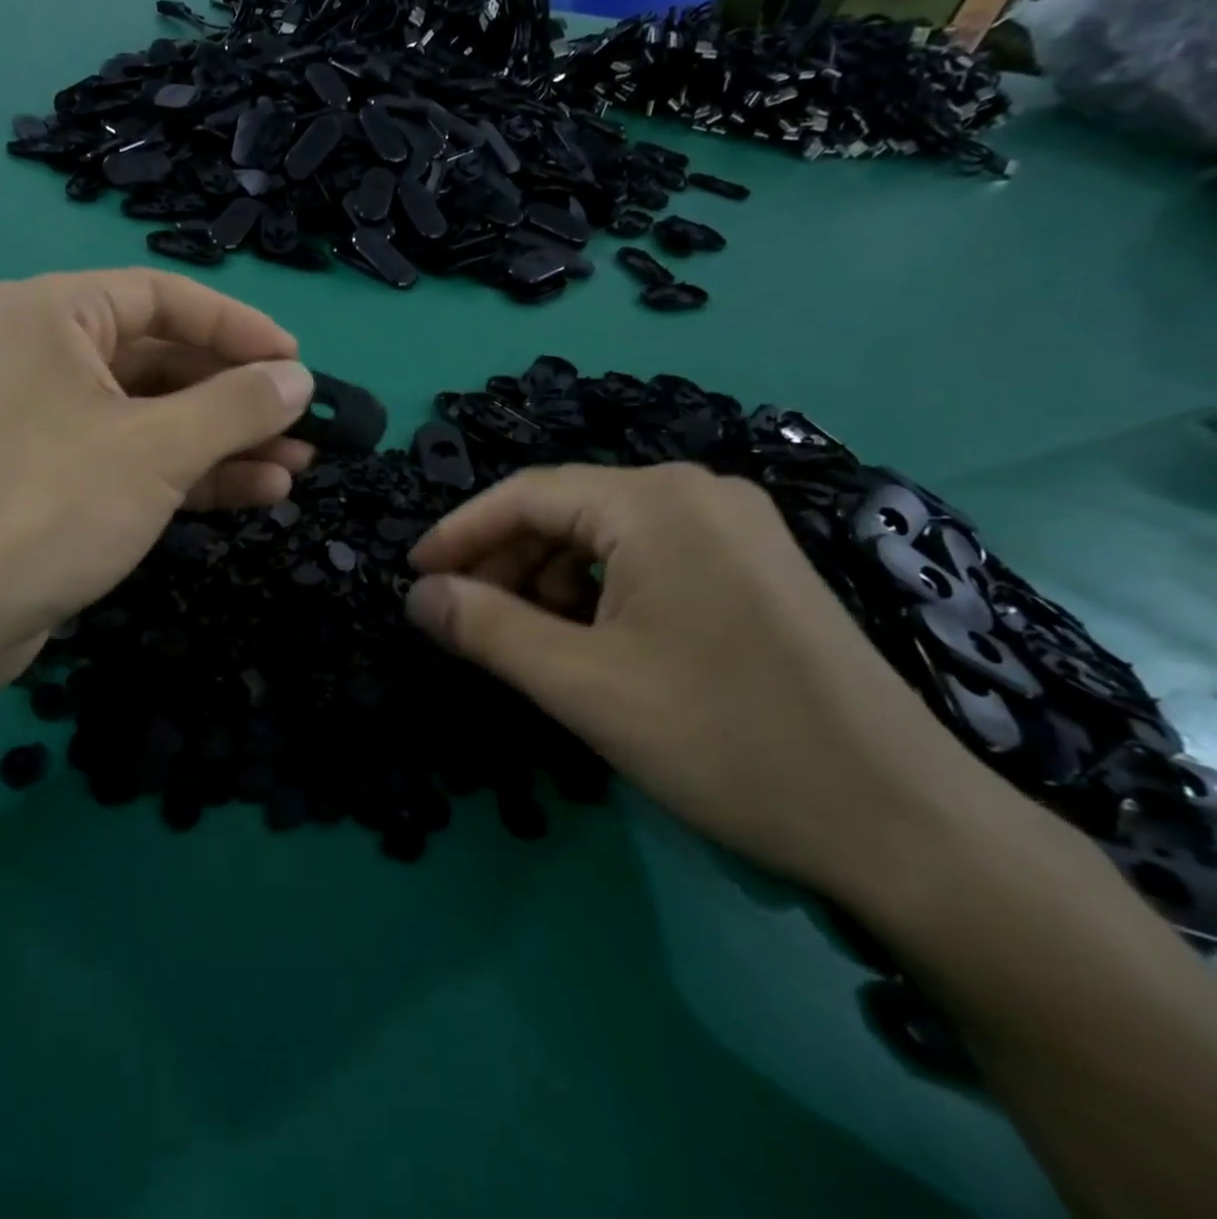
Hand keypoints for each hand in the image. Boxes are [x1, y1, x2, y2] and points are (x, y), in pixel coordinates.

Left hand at [0, 270, 313, 723]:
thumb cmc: (51, 506)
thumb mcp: (158, 447)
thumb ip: (237, 406)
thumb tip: (299, 379)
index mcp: (56, 314)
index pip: (166, 298)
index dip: (240, 329)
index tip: (298, 364)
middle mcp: (50, 355)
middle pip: (166, 360)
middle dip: (240, 398)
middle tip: (305, 425)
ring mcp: (54, 421)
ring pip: (158, 416)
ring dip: (227, 441)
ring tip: (298, 465)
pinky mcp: (61, 479)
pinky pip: (139, 458)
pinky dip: (195, 473)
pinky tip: (259, 490)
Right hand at [403, 463, 1016, 907]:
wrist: (903, 823)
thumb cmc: (724, 740)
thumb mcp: (580, 684)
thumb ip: (484, 628)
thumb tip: (416, 595)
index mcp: (655, 501)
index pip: (526, 494)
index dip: (459, 533)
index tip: (413, 576)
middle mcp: (698, 492)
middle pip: (567, 511)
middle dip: (505, 562)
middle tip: (463, 618)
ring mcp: (736, 527)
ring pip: (606, 537)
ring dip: (548, 581)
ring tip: (523, 640)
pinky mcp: (757, 566)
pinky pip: (649, 559)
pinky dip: (599, 592)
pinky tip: (588, 642)